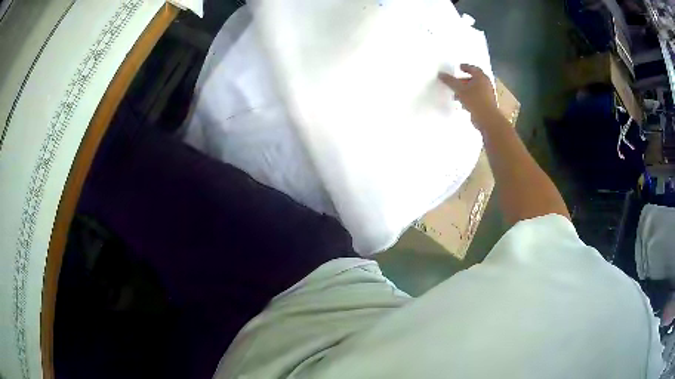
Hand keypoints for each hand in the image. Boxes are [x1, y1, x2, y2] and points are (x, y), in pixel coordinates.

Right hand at [438, 64, 499, 127]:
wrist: (488, 119)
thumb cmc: (475, 101)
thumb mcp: (460, 90)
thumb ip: (450, 81)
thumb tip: (440, 74)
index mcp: (481, 77)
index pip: (473, 68)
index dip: (465, 67)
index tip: (459, 67)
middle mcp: (486, 84)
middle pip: (474, 79)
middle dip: (464, 80)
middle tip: (456, 81)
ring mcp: (488, 95)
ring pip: (475, 89)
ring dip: (466, 90)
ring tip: (457, 94)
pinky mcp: (487, 104)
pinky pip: (477, 97)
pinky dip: (470, 97)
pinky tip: (463, 103)